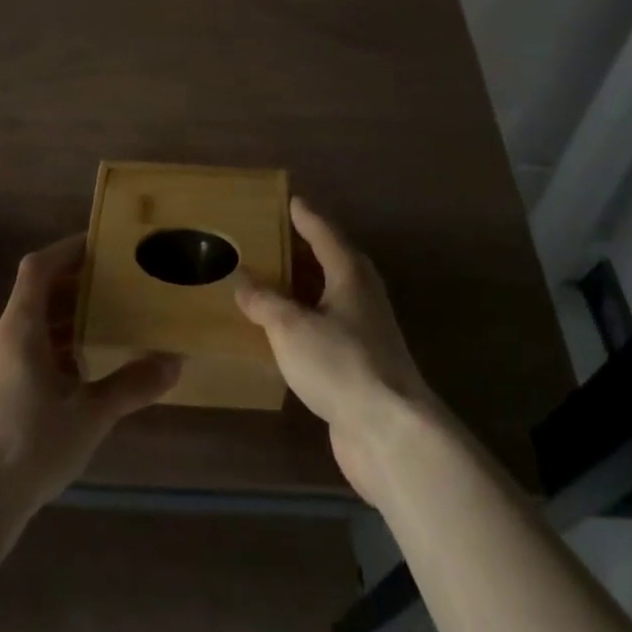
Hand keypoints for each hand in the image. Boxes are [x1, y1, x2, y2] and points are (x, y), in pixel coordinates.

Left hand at [0, 235, 179, 535]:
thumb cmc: (29, 447)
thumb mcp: (89, 415)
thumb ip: (131, 385)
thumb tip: (175, 362)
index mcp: (19, 330)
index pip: (38, 268)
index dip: (67, 250)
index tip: (100, 245)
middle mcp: (0, 339)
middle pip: (35, 295)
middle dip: (74, 286)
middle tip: (114, 286)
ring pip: (28, 326)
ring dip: (63, 319)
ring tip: (103, 326)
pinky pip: (22, 352)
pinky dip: (50, 347)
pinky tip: (78, 374)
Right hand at [235, 198, 437, 508]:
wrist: (389, 432)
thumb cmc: (341, 363)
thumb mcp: (291, 327)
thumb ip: (264, 301)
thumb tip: (242, 280)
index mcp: (349, 273)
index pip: (323, 232)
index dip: (303, 216)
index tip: (287, 200)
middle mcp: (360, 295)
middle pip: (327, 261)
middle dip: (297, 250)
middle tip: (263, 239)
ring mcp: (363, 331)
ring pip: (325, 297)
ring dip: (298, 289)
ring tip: (262, 281)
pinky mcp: (358, 363)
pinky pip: (324, 328)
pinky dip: (301, 322)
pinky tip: (279, 331)